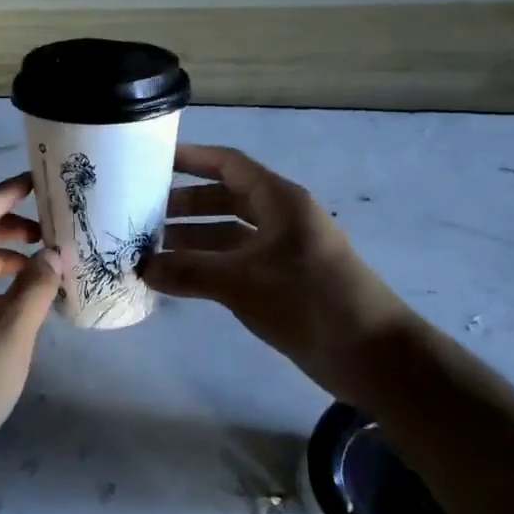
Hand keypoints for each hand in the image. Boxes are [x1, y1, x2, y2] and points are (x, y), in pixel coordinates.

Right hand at [143, 144, 410, 395]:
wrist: (372, 355)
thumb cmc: (309, 300)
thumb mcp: (242, 282)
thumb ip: (189, 272)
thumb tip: (141, 268)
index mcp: (279, 201)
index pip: (229, 164)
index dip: (192, 158)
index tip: (152, 162)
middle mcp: (280, 219)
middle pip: (225, 198)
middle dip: (184, 204)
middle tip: (141, 214)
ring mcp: (282, 252)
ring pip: (228, 234)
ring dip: (192, 239)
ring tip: (149, 249)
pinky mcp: (281, 283)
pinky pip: (235, 263)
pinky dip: (207, 266)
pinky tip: (177, 279)